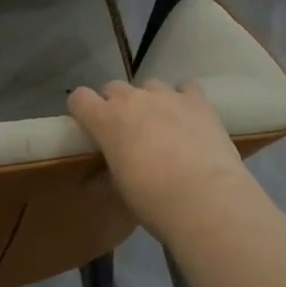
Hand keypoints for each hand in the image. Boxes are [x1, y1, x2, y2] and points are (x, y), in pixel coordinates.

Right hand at [67, 80, 257, 232]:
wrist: (205, 199)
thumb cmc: (153, 200)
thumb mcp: (121, 190)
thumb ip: (106, 174)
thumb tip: (95, 178)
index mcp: (106, 120)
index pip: (80, 98)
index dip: (82, 110)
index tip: (89, 126)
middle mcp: (133, 99)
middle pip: (114, 88)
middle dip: (116, 105)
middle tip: (126, 131)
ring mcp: (167, 95)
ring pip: (150, 86)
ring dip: (149, 101)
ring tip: (161, 125)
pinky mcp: (198, 100)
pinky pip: (185, 88)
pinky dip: (183, 98)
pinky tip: (189, 117)